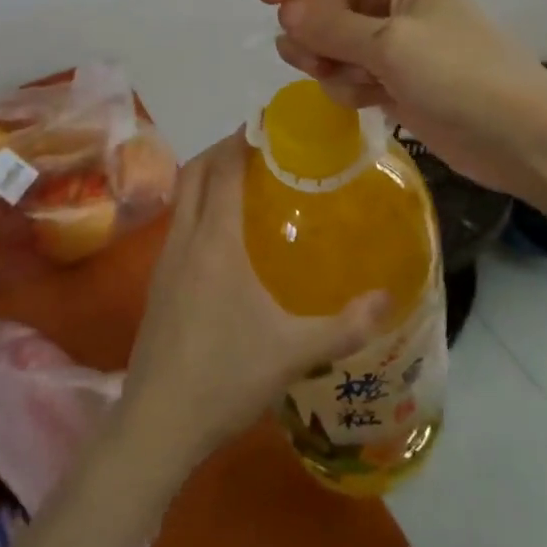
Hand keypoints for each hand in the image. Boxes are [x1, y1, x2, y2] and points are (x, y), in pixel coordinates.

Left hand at [121, 131, 386, 462]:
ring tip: (247, 185)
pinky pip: (178, 223)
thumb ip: (345, 325)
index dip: (241, 138)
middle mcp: (184, 238)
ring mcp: (165, 260)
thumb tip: (389, 299)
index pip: (222, 167)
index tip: (268, 124)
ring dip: (208, 177)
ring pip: (182, 196)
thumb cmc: (225, 375)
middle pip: (195, 170)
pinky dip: (199, 207)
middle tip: (261, 149)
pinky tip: (225, 238)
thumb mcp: (294, 352)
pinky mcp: (158, 283)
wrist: (157, 422)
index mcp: (214, 239)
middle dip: (222, 149)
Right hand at [257, 0, 546, 209]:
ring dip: (327, 59)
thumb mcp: (391, 44)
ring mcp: (394, 41)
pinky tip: (369, 100)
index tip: (267, 0)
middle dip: (312, 26)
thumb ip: (332, 25)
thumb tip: (286, 10)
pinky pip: (349, 71)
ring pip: (333, 38)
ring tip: (347, 81)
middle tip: (309, 57)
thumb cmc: (461, 76)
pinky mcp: (394, 78)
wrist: (522, 140)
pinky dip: (348, 84)